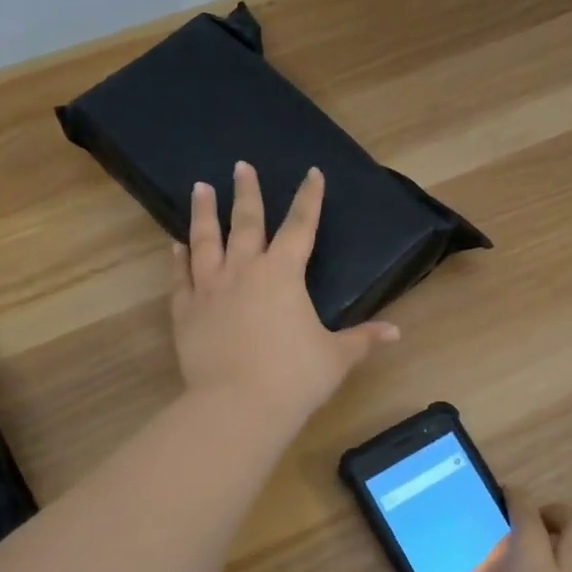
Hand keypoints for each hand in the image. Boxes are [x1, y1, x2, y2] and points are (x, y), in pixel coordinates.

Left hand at [172, 163, 399, 429]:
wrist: (238, 405)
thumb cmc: (294, 377)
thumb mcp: (336, 357)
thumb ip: (363, 339)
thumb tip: (396, 333)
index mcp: (283, 274)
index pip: (301, 226)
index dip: (309, 198)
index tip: (312, 173)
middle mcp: (244, 270)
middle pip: (246, 221)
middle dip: (246, 192)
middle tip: (240, 166)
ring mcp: (210, 288)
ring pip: (206, 240)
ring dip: (204, 212)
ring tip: (199, 187)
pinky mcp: (186, 311)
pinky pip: (181, 276)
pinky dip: (179, 259)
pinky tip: (176, 245)